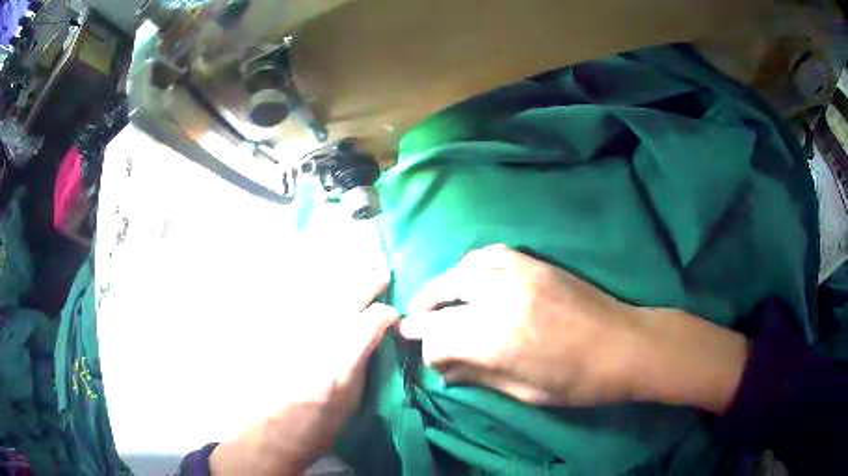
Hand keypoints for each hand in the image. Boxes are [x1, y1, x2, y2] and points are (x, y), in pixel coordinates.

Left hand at [210, 273, 398, 474]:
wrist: (269, 433)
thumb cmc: (317, 428)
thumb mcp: (352, 402)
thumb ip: (363, 363)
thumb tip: (376, 337)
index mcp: (339, 365)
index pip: (371, 321)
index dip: (388, 314)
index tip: (394, 317)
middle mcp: (315, 341)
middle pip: (346, 298)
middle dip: (369, 282)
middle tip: (382, 273)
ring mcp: (290, 332)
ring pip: (321, 292)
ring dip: (344, 279)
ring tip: (359, 269)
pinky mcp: (273, 331)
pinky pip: (298, 300)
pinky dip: (316, 289)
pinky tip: (325, 286)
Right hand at [399, 244, 748, 411]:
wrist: (627, 345)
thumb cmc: (580, 382)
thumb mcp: (527, 393)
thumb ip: (480, 377)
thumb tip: (446, 370)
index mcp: (498, 339)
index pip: (439, 338)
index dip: (428, 351)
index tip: (430, 360)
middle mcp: (501, 298)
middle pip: (442, 296)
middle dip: (423, 313)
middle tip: (415, 324)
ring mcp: (519, 274)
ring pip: (461, 269)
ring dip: (443, 286)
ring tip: (438, 301)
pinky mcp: (535, 263)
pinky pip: (490, 253)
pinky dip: (471, 265)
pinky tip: (471, 279)